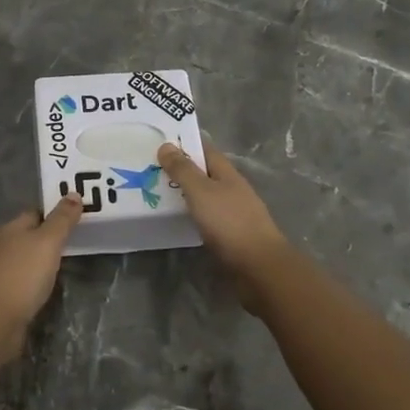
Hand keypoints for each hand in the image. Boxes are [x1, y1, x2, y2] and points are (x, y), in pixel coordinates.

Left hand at [0, 196, 82, 333]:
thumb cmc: (23, 273)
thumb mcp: (48, 241)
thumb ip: (62, 220)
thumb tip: (73, 193)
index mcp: (7, 228)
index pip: (31, 214)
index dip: (50, 215)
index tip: (69, 220)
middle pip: (19, 235)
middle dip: (35, 237)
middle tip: (61, 244)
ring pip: (15, 258)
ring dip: (29, 260)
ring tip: (52, 265)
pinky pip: (15, 281)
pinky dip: (25, 281)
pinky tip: (37, 287)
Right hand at [157, 143, 290, 308]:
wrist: (259, 266)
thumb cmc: (229, 222)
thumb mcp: (201, 191)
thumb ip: (183, 170)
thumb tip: (166, 145)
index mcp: (227, 173)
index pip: (205, 150)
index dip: (184, 144)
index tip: (160, 143)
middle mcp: (232, 189)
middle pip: (204, 173)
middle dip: (181, 170)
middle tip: (150, 169)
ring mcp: (233, 213)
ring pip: (205, 196)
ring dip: (185, 193)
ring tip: (157, 193)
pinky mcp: (231, 235)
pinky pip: (206, 217)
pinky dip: (191, 214)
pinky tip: (177, 219)